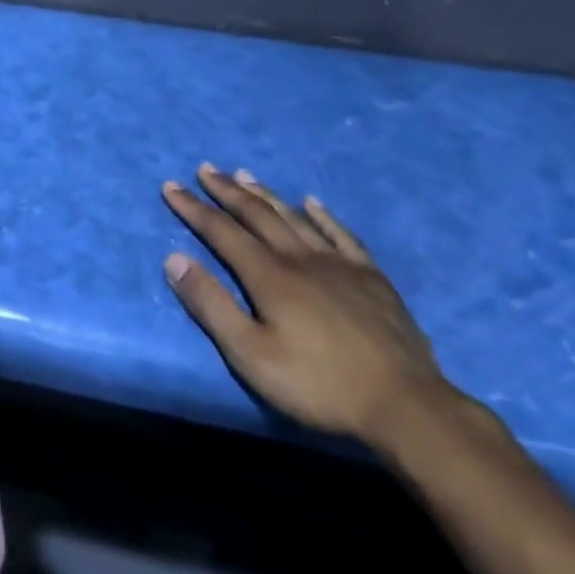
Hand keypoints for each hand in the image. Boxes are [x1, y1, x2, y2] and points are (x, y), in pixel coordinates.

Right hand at [162, 164, 449, 448]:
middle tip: (205, 168)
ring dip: (266, 194)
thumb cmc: (318, 384)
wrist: (404, 404)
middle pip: (257, 214)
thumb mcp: (250, 355)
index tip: (170, 186)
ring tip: (245, 174)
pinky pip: (341, 234)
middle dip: (227, 191)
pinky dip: (322, 215)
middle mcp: (301, 258)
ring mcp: (340, 264)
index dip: (193, 208)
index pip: (222, 232)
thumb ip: (211, 305)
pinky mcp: (371, 277)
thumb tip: (175, 259)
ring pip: (295, 217)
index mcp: (269, 276)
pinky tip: (312, 202)